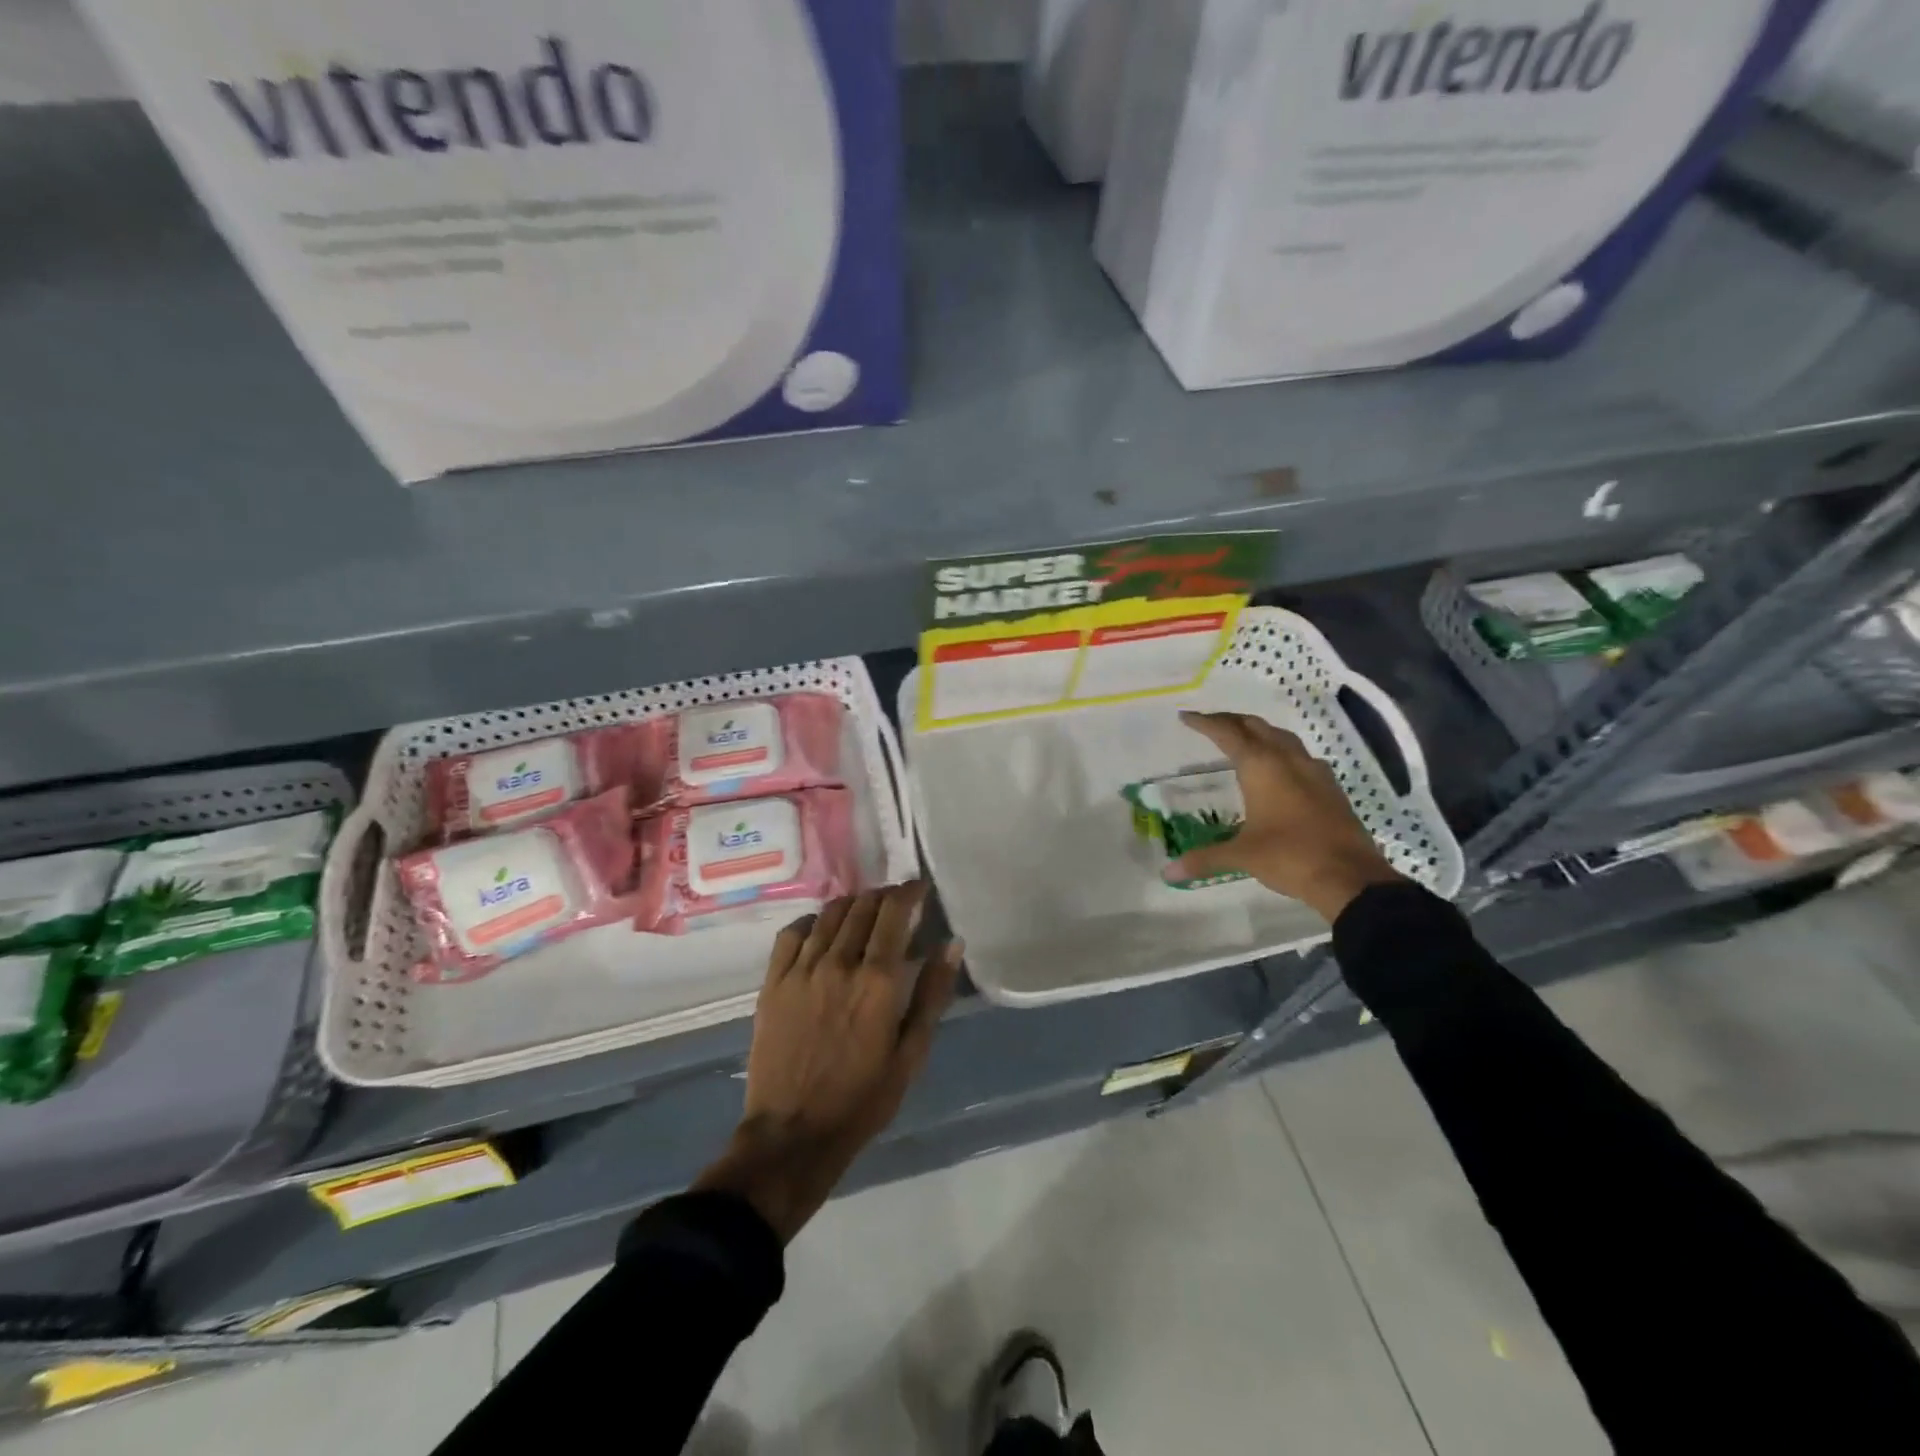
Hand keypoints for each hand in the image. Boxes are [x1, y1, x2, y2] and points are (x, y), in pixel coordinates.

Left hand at [693, 883, 962, 1242]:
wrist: (793, 1134)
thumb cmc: (863, 1099)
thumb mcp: (911, 1053)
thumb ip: (932, 993)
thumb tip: (952, 943)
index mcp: (877, 980)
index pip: (894, 912)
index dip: (909, 892)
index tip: (919, 888)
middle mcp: (839, 963)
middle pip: (863, 906)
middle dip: (884, 896)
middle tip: (895, 903)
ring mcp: (801, 970)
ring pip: (830, 914)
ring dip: (852, 904)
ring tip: (864, 911)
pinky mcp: (774, 982)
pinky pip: (792, 933)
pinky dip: (813, 921)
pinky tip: (822, 930)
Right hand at [1171, 711, 1403, 922]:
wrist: (1350, 877)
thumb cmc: (1289, 857)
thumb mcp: (1241, 856)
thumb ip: (1204, 859)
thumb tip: (1167, 873)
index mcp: (1261, 767)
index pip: (1227, 733)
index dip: (1205, 722)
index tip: (1186, 716)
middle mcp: (1287, 760)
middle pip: (1256, 726)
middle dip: (1231, 721)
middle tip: (1210, 723)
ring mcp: (1314, 771)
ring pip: (1282, 737)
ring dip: (1259, 732)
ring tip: (1243, 739)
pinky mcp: (1330, 787)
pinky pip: (1300, 755)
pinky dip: (1280, 751)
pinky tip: (1278, 768)